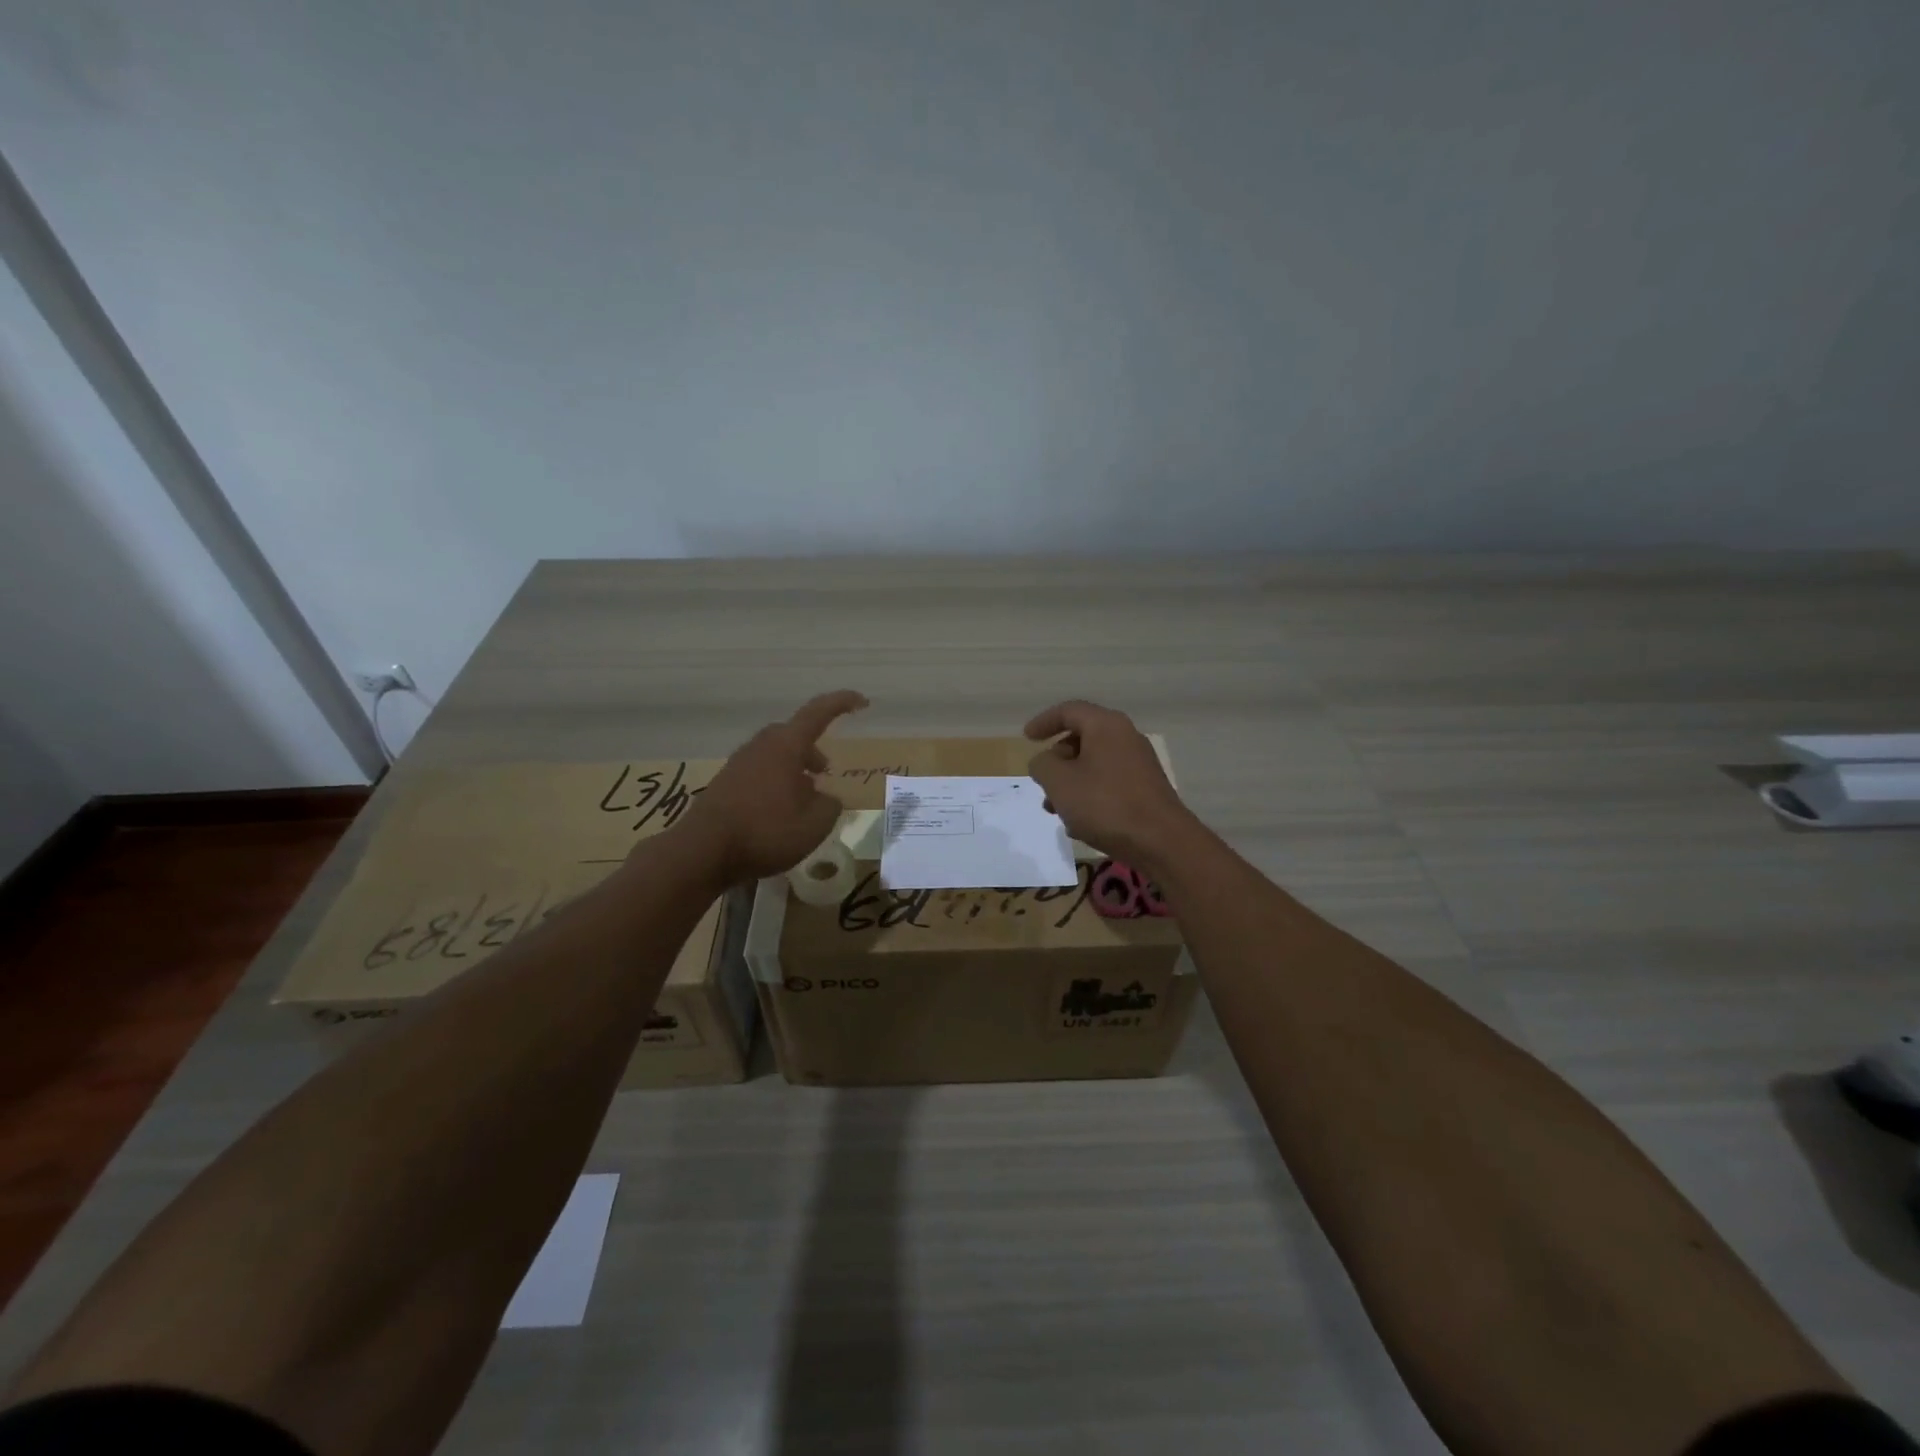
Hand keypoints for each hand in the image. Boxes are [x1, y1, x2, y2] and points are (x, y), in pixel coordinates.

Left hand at [675, 690, 868, 881]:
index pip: (818, 713)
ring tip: (804, 798)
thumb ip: (830, 805)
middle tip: (825, 771)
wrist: (703, 851)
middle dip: (812, 749)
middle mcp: (760, 747)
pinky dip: (774, 784)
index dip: (842, 703)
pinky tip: (778, 813)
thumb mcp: (815, 823)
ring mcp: (738, 765)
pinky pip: (758, 774)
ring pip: (774, 756)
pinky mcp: (724, 785)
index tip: (862, 702)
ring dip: (793, 769)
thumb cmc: (766, 831)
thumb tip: (826, 798)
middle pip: (792, 736)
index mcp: (786, 746)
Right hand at [1025, 700, 1195, 869]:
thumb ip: (1042, 765)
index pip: (1069, 711)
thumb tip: (1045, 762)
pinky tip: (1080, 823)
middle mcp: (1126, 737)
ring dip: (1070, 783)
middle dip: (1056, 761)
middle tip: (1042, 783)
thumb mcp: (1059, 782)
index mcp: (1106, 726)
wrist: (1161, 841)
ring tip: (1056, 810)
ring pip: (1094, 764)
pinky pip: (1109, 783)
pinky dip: (1089, 794)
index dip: (1044, 722)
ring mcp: (1139, 763)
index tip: (1026, 738)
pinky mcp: (1146, 788)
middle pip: (1082, 738)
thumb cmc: (1105, 804)